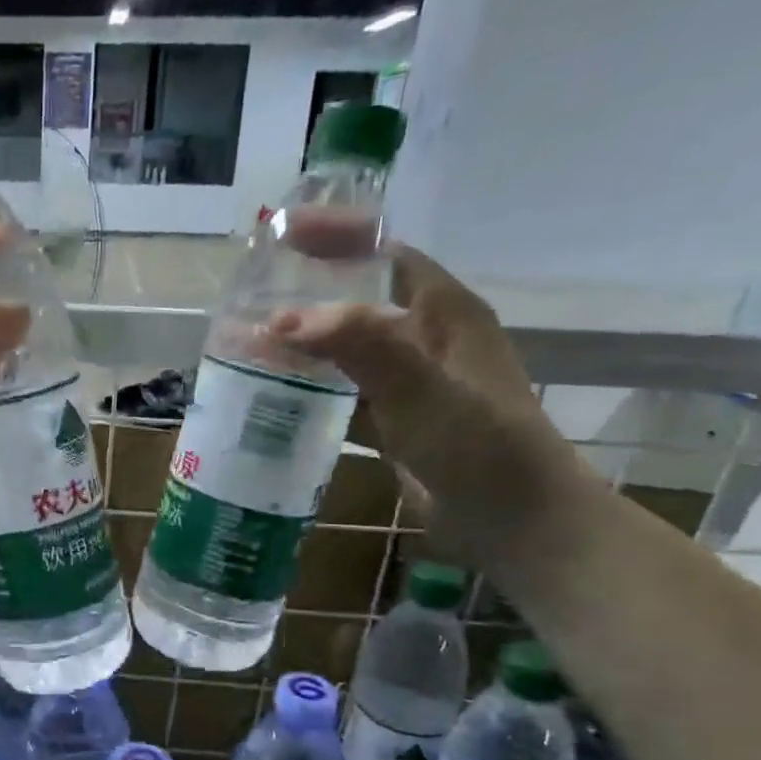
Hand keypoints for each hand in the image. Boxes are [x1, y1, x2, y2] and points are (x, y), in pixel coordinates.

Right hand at [269, 244, 590, 559]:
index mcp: (443, 312)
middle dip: (306, 292)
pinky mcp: (393, 420)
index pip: (385, 252)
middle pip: (357, 297)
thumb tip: (284, 320)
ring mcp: (408, 381)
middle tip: (247, 297)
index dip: (338, 237)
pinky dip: (309, 385)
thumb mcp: (426, 391)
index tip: (280, 236)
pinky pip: (342, 388)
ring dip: (300, 342)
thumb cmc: (482, 450)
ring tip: (245, 343)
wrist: (515, 523)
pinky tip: (272, 393)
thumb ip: (364, 347)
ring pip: (345, 346)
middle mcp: (425, 338)